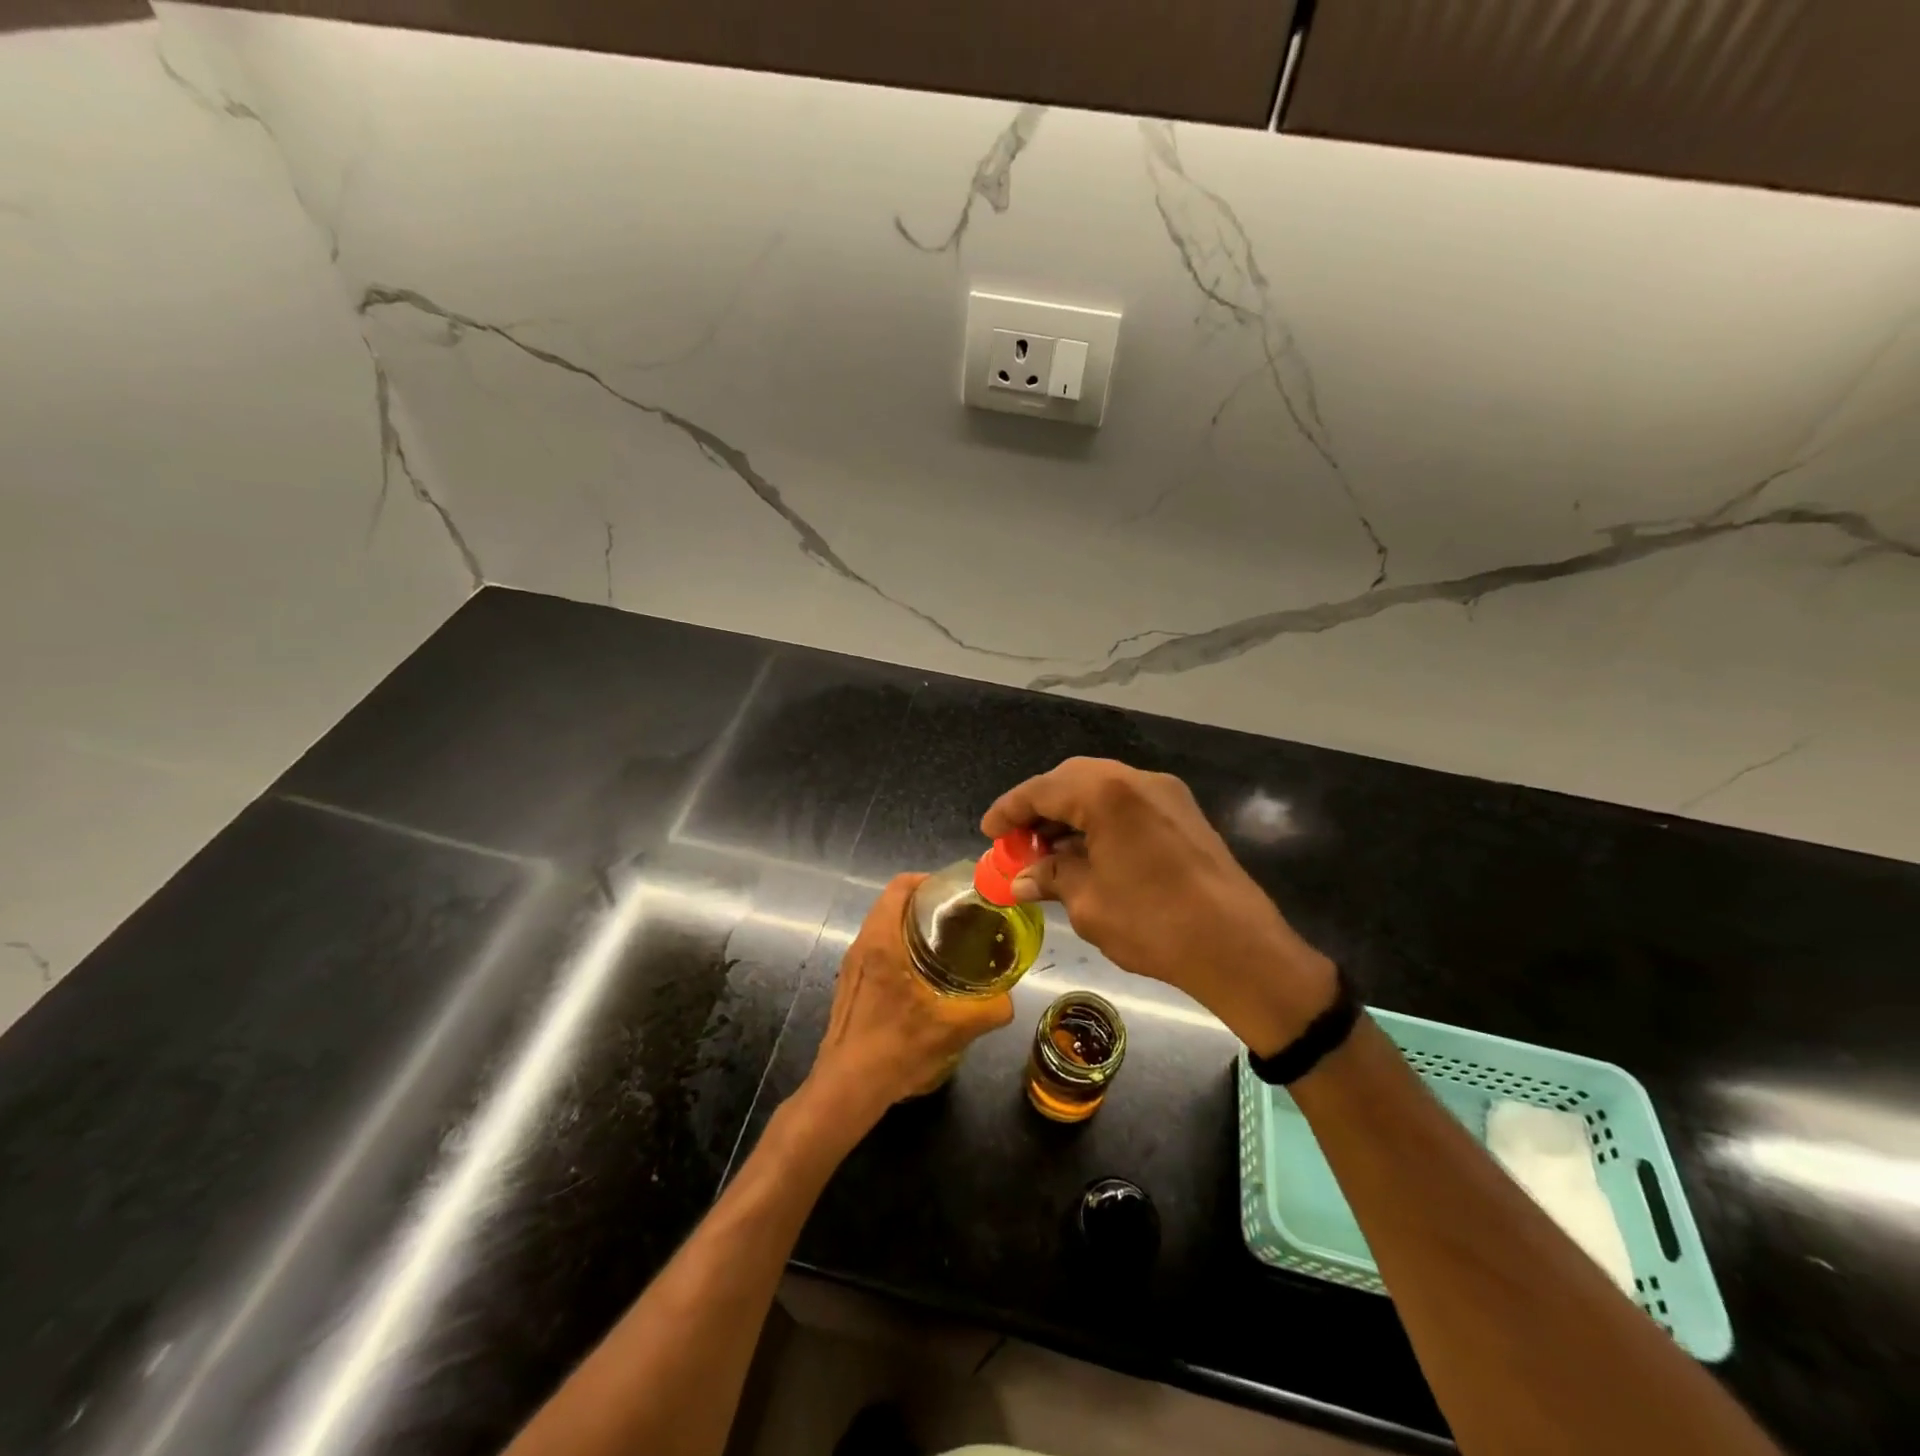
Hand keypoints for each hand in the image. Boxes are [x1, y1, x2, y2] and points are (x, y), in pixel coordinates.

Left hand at [802, 874, 1014, 1129]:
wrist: (846, 1088)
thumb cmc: (895, 1048)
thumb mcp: (953, 1028)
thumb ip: (989, 1010)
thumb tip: (1009, 1000)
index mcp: (881, 942)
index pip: (900, 887)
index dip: (927, 880)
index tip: (955, 891)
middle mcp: (861, 945)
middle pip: (892, 903)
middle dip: (924, 902)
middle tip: (959, 916)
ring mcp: (851, 965)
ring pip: (882, 926)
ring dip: (910, 925)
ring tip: (945, 941)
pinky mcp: (849, 983)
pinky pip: (875, 947)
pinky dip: (898, 945)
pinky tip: (922, 973)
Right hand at [982, 758, 1335, 1055]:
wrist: (1239, 947)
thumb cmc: (1153, 923)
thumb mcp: (1088, 902)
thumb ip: (1052, 878)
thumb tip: (1023, 879)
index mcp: (1107, 792)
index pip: (1043, 789)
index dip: (1010, 810)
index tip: (989, 832)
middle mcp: (1137, 779)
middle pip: (1073, 780)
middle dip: (1040, 808)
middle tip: (1018, 842)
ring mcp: (1166, 794)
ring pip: (1103, 790)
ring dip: (1071, 815)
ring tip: (1049, 853)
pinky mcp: (1184, 814)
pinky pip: (1128, 804)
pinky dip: (1100, 821)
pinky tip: (1087, 853)